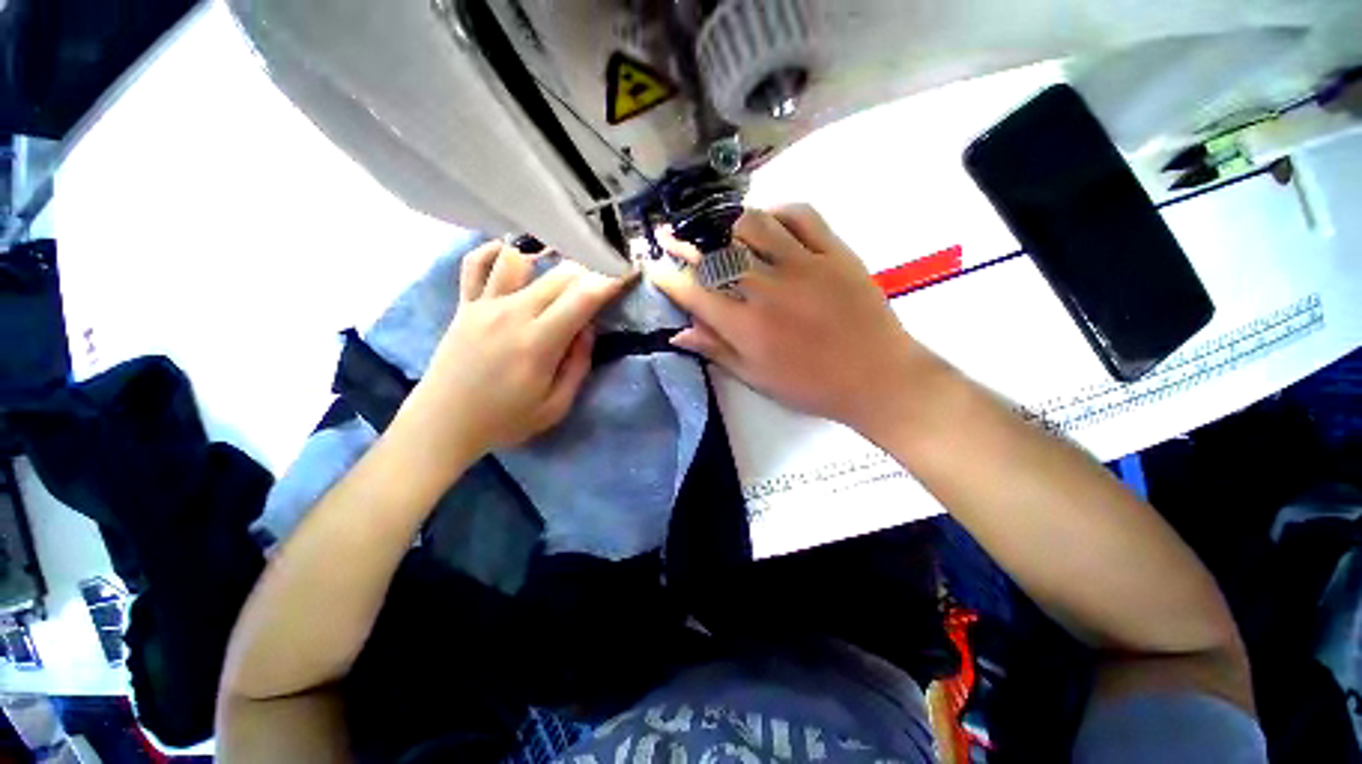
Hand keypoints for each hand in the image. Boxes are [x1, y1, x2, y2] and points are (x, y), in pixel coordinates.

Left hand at [396, 241, 629, 466]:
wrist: (443, 423)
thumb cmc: (504, 420)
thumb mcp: (555, 406)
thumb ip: (578, 365)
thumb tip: (589, 328)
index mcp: (538, 342)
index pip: (583, 299)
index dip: (610, 281)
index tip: (628, 273)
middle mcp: (512, 313)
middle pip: (559, 275)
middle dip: (589, 272)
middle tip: (603, 279)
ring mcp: (484, 305)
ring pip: (522, 261)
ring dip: (549, 262)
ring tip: (562, 275)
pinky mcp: (465, 305)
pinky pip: (475, 264)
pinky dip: (495, 253)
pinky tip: (514, 259)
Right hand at [650, 205, 944, 432]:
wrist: (876, 377)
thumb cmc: (811, 385)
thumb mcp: (756, 378)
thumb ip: (716, 350)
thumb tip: (679, 332)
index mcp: (747, 326)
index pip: (694, 292)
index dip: (668, 277)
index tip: (654, 268)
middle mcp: (768, 289)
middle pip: (716, 252)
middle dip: (684, 240)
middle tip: (669, 233)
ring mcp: (804, 265)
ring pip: (753, 225)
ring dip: (726, 222)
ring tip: (714, 227)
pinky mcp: (835, 252)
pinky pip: (801, 216)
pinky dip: (777, 212)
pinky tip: (766, 221)